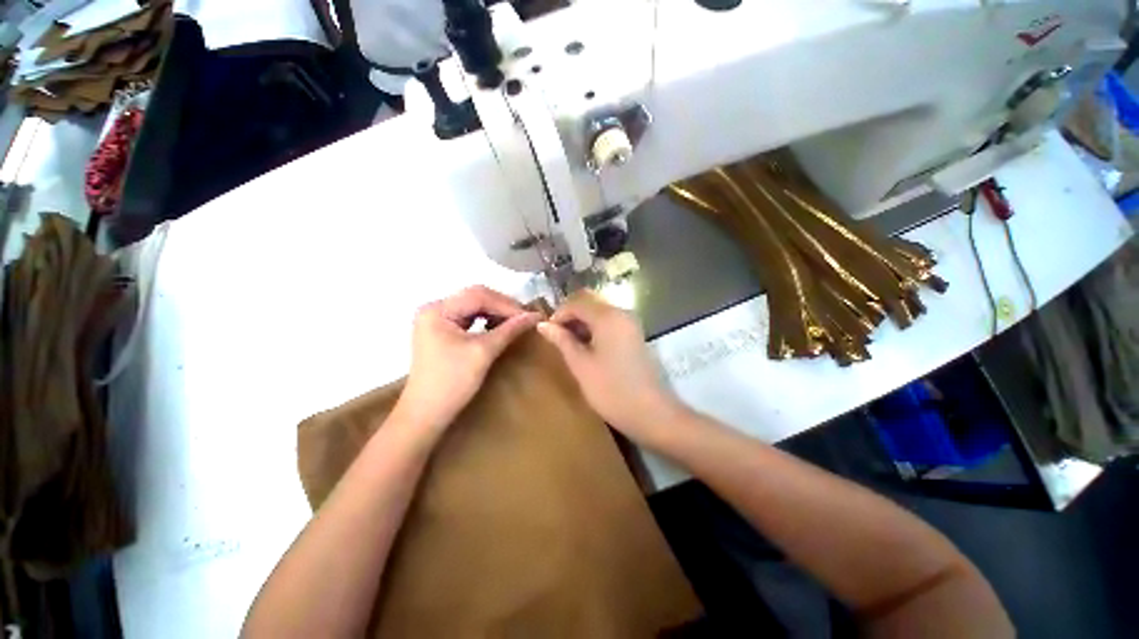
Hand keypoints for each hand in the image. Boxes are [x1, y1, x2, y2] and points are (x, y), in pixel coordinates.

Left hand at [394, 286, 539, 434]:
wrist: (426, 414)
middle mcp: (434, 309)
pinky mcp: (440, 331)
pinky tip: (498, 326)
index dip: (506, 304)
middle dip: (501, 306)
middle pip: (474, 297)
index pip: (478, 296)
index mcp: (438, 310)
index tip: (529, 315)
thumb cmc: (452, 382)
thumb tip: (534, 316)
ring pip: (472, 306)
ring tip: (515, 321)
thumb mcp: (483, 352)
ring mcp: (436, 319)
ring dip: (495, 311)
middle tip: (524, 317)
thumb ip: (509, 330)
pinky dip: (485, 319)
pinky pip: (468, 317)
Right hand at [536, 291, 681, 442]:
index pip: (577, 302)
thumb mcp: (581, 365)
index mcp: (607, 316)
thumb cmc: (611, 389)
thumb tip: (543, 325)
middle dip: (570, 314)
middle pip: (590, 302)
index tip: (547, 332)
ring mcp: (631, 323)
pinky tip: (587, 345)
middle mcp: (621, 312)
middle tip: (556, 335)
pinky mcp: (635, 334)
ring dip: (582, 321)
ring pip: (600, 310)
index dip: (558, 314)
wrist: (651, 412)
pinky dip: (595, 327)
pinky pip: (610, 321)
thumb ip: (562, 340)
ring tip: (569, 342)